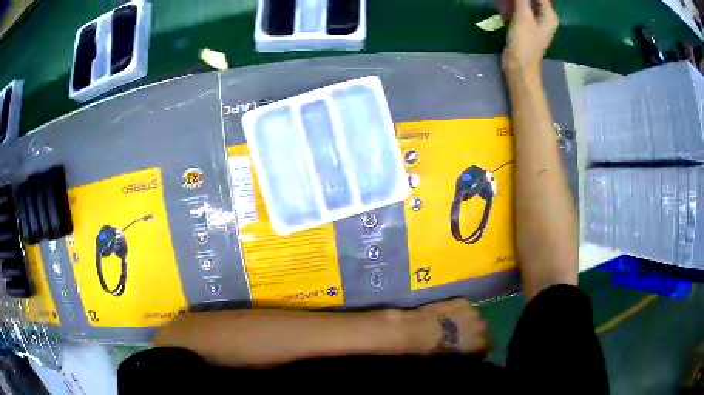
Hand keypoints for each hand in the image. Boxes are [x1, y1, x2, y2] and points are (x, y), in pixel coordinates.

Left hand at [400, 298, 488, 354]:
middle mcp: (481, 326)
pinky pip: (467, 307)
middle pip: (483, 330)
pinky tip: (451, 315)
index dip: (481, 349)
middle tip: (465, 338)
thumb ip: (464, 354)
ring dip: (470, 322)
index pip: (487, 346)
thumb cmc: (432, 350)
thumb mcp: (450, 358)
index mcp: (478, 343)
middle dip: (477, 334)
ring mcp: (473, 312)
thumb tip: (466, 353)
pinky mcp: (463, 301)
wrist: (418, 330)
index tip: (475, 351)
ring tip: (458, 325)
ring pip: (476, 317)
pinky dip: (462, 311)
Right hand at [503, 0, 558, 76]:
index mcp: (549, 15)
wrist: (520, 65)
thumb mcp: (523, 16)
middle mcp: (545, 17)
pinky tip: (503, 5)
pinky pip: (519, 11)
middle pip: (533, 0)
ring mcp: (535, 22)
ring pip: (524, 4)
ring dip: (514, 0)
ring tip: (504, 0)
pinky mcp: (525, 27)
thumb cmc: (525, 42)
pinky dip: (511, 6)